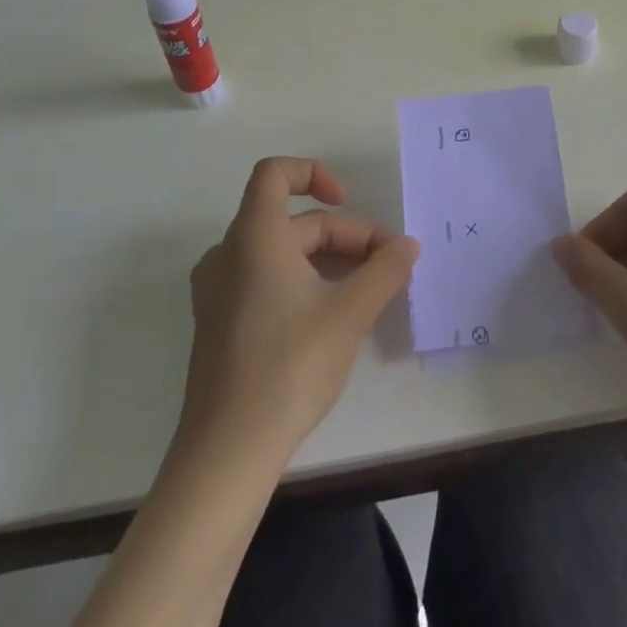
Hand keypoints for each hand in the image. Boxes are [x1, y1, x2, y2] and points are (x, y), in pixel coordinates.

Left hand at [181, 157, 418, 460]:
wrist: (226, 453)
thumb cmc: (288, 367)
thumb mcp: (349, 314)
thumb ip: (385, 271)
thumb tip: (408, 246)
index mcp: (254, 237)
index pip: (274, 173)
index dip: (314, 173)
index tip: (347, 201)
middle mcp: (229, 254)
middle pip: (294, 221)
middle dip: (345, 235)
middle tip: (387, 266)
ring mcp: (219, 291)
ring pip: (282, 252)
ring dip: (328, 259)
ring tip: (366, 290)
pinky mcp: (220, 323)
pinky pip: (265, 279)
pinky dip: (302, 280)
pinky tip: (331, 315)